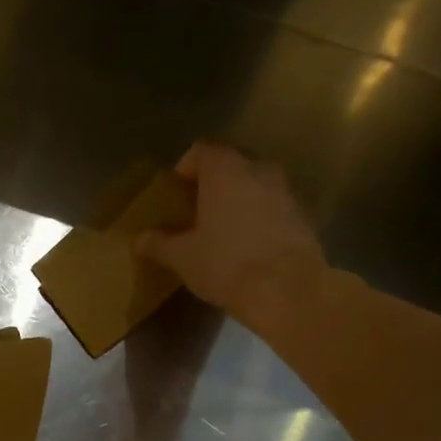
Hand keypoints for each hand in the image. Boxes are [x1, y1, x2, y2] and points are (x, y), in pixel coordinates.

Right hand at [135, 143, 326, 327]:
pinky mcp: (301, 216)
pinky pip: (272, 206)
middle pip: (232, 164)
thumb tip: (138, 240)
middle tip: (195, 208)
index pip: (202, 151)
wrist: (287, 290)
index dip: (185, 167)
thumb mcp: (182, 258)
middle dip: (213, 181)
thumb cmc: (226, 264)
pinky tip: (245, 244)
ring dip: (237, 198)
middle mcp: (258, 171)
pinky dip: (257, 216)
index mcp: (225, 173)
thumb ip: (158, 244)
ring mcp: (285, 192)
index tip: (175, 190)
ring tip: (220, 227)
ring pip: (255, 184)